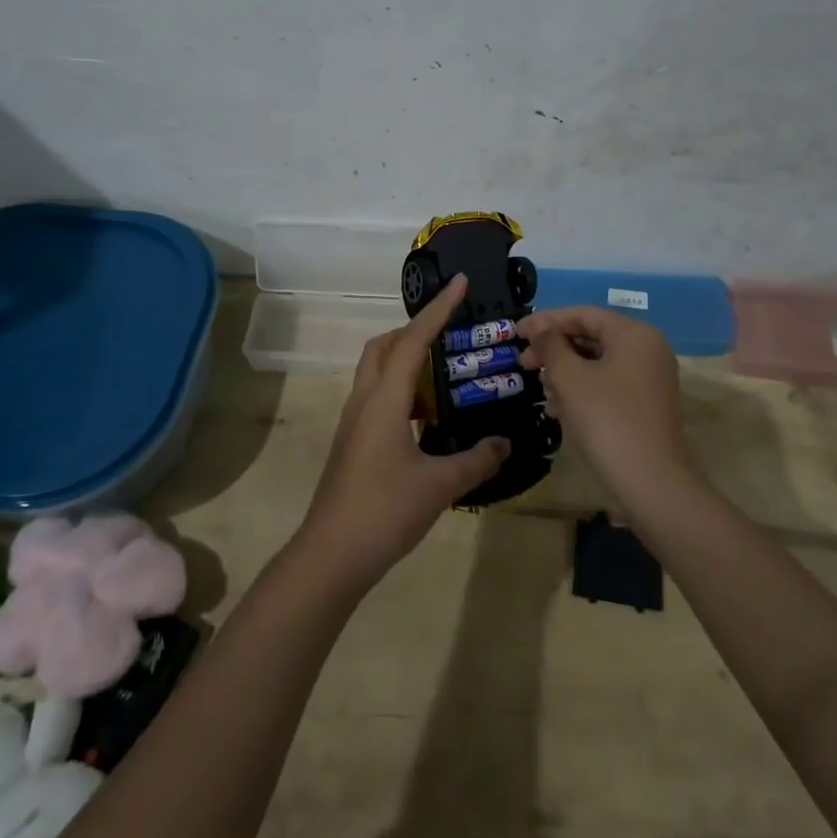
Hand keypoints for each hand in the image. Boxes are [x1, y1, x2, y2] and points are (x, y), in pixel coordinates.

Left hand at [296, 274, 509, 592]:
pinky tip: (427, 421)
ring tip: (445, 380)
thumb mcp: (440, 485)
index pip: (412, 340)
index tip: (460, 283)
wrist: (332, 554)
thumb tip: (503, 443)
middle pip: (383, 347)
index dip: (438, 309)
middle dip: (414, 331)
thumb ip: (476, 460)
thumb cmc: (385, 510)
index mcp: (384, 400)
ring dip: (407, 364)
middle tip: (449, 337)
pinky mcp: (352, 442)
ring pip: (377, 373)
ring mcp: (353, 422)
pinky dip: (402, 394)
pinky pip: (377, 399)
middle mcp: (364, 401)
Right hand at [517, 306, 689, 498]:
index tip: (515, 332)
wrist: (651, 483)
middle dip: (554, 349)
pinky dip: (581, 389)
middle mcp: (647, 349)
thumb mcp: (570, 378)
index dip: (545, 321)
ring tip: (541, 389)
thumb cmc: (607, 420)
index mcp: (634, 334)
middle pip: (591, 336)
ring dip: (565, 371)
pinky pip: (607, 384)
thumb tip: (543, 333)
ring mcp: (649, 379)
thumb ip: (551, 346)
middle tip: (523, 362)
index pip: (583, 314)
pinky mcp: (645, 404)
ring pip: (597, 362)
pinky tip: (558, 408)